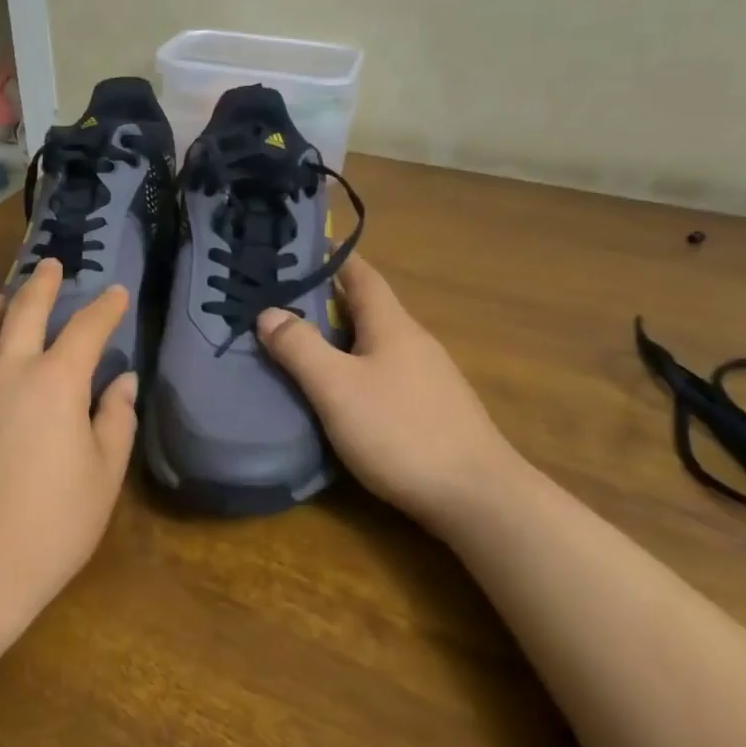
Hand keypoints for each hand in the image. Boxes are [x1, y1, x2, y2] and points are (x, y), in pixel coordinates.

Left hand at [0, 258, 139, 621]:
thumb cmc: (51, 524)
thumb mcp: (104, 475)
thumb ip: (116, 419)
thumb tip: (123, 380)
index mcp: (57, 381)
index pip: (87, 329)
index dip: (105, 308)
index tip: (115, 294)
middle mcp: (6, 369)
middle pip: (25, 310)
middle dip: (43, 283)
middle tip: (51, 266)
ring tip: (1, 296)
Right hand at [255, 255, 526, 531]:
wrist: (477, 498)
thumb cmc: (401, 432)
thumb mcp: (337, 387)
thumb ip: (300, 347)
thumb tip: (268, 312)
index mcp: (392, 325)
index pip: (362, 276)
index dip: (333, 259)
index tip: (300, 249)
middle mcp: (414, 342)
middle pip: (367, 309)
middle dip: (326, 302)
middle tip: (280, 303)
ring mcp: (428, 378)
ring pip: (375, 344)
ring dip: (340, 339)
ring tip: (300, 346)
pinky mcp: (432, 410)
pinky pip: (384, 374)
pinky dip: (355, 369)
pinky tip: (339, 393)